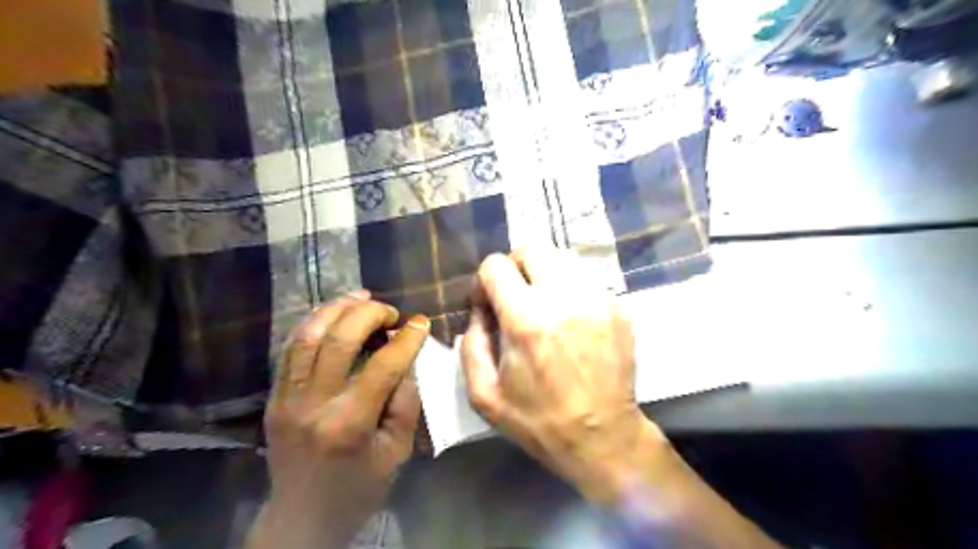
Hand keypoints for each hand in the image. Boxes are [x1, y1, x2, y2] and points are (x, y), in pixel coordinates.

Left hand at [249, 289, 429, 545]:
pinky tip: (333, 314)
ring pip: (307, 336)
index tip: (421, 321)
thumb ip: (405, 401)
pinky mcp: (274, 397)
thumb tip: (407, 358)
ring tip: (361, 297)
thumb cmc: (358, 489)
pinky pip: (290, 348)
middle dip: (369, 314)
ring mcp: (287, 399)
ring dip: (336, 308)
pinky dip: (313, 323)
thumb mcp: (396, 451)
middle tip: (391, 312)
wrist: (302, 519)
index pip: (382, 366)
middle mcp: (313, 405)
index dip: (406, 339)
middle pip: (339, 340)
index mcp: (349, 424)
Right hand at [463, 251, 668, 503]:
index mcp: (526, 320)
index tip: (486, 304)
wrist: (603, 437)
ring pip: (562, 258)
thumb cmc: (539, 421)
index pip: (496, 266)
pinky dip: (569, 289)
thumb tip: (478, 313)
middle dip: (514, 265)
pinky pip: (585, 279)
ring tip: (542, 304)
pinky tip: (569, 318)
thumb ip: (471, 346)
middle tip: (514, 295)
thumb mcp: (485, 395)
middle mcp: (564, 299)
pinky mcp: (617, 307)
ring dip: (543, 274)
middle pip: (532, 247)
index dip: (483, 281)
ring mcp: (596, 299)